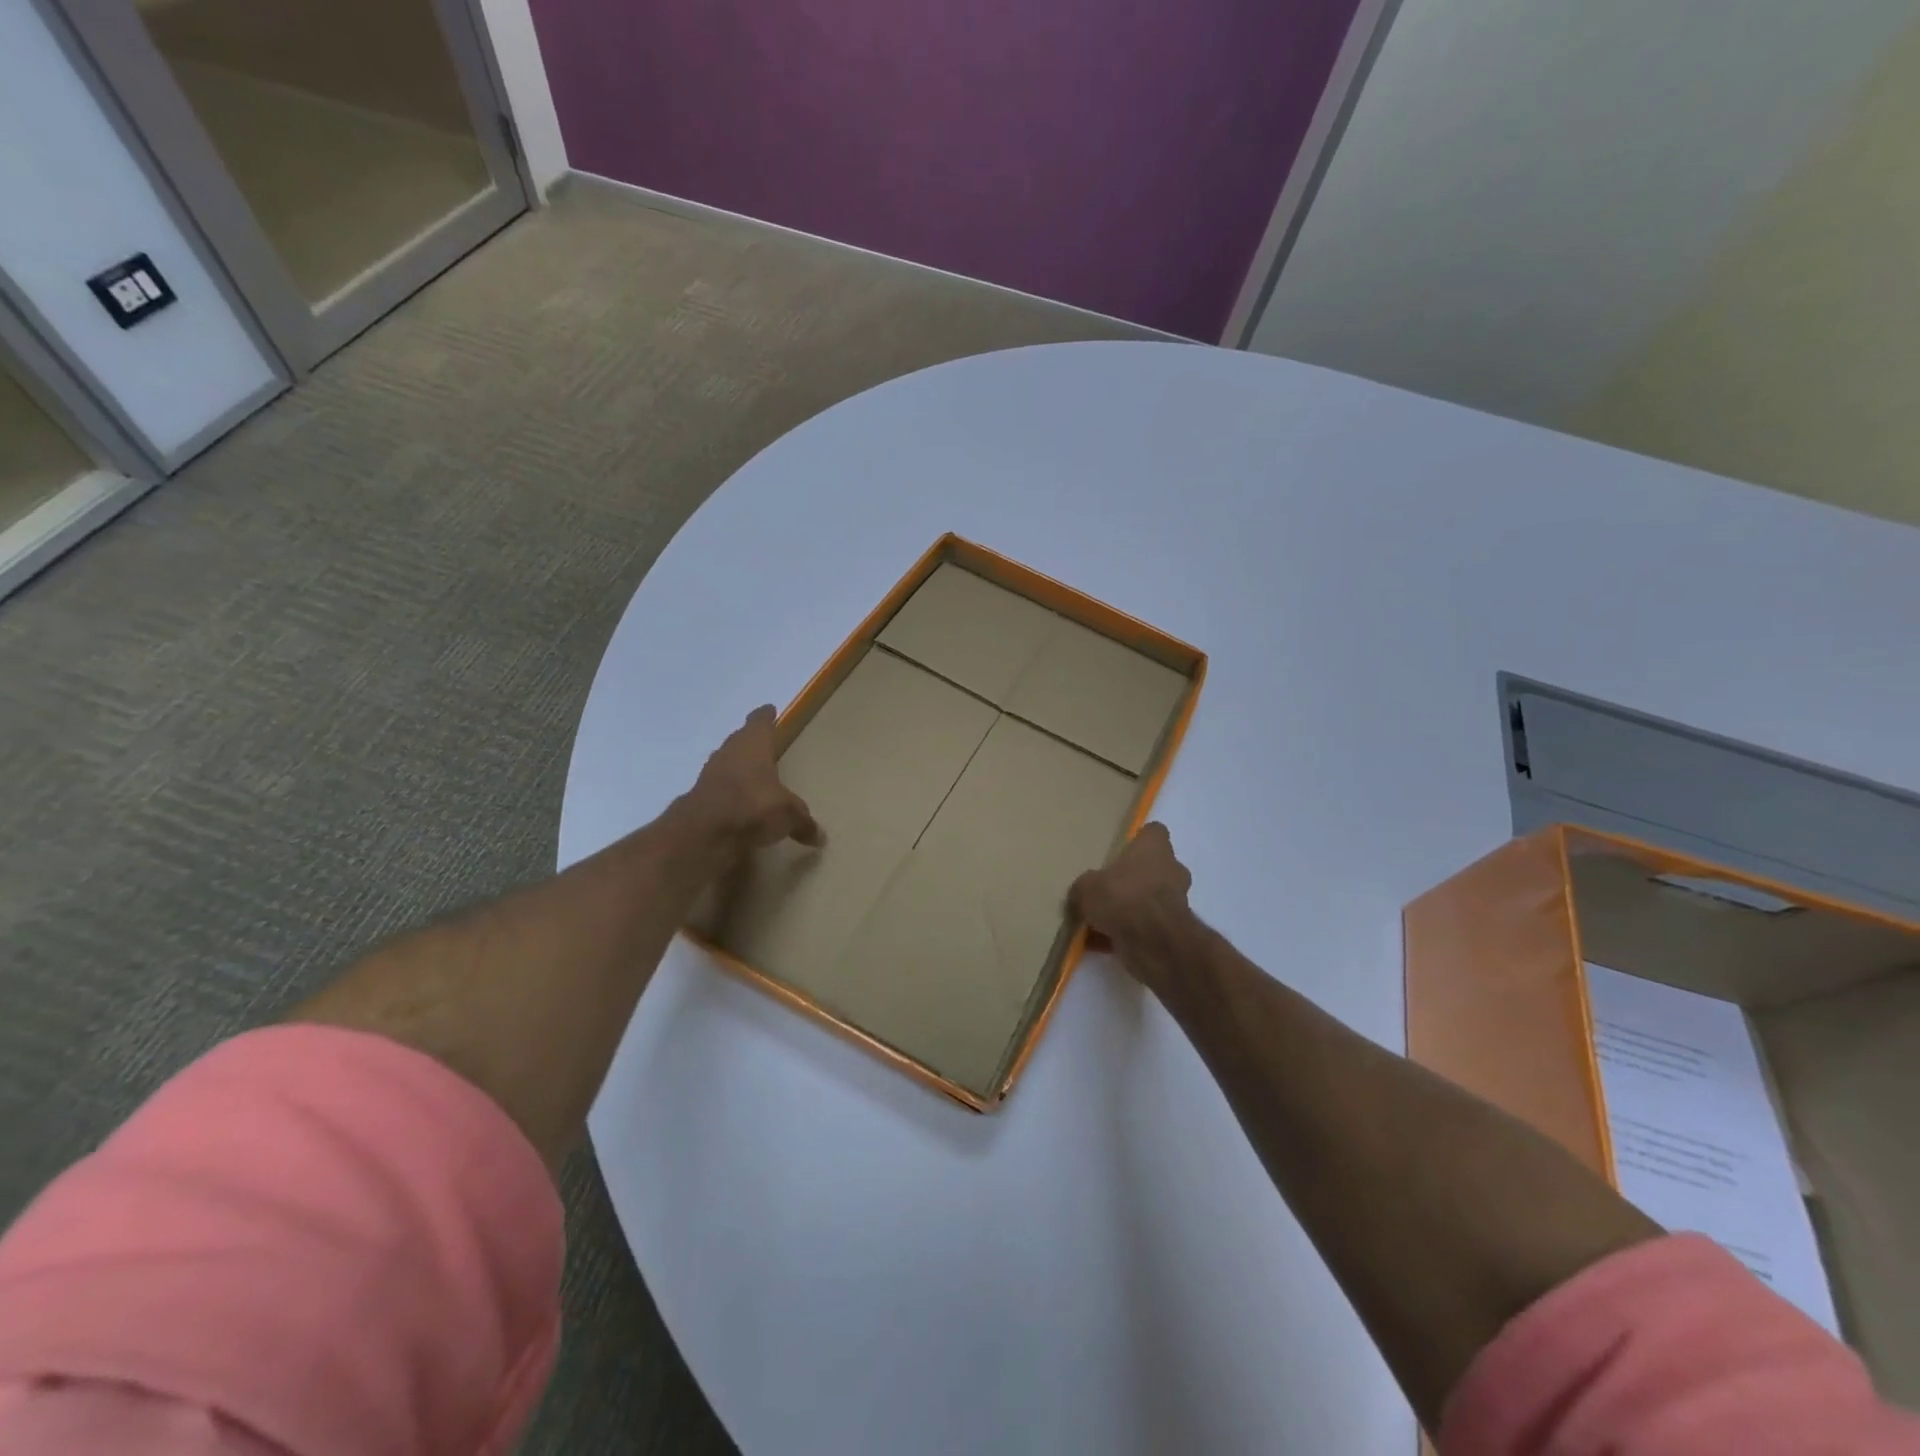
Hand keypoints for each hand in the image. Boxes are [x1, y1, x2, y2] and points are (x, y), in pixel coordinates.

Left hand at [685, 706, 821, 867]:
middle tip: (762, 745)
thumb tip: (819, 836)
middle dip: (750, 743)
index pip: (760, 723)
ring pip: (726, 765)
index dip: (765, 717)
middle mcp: (730, 753)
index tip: (769, 710)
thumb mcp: (789, 815)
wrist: (704, 832)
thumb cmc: (754, 806)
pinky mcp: (698, 798)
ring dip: (737, 769)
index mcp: (754, 744)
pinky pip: (718, 790)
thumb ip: (803, 822)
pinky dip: (728, 795)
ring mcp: (710, 775)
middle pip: (740, 741)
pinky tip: (737, 805)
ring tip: (751, 776)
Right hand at [1069, 822, 1196, 998]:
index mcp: (1154, 847)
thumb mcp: (1086, 887)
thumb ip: (1084, 887)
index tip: (1120, 851)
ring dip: (1133, 907)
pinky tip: (1104, 943)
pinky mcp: (1174, 929)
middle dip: (1134, 879)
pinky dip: (1131, 932)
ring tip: (1103, 920)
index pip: (1153, 833)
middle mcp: (1172, 869)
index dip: (1138, 841)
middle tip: (1108, 889)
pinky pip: (1148, 926)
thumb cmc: (1122, 897)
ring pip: (1151, 899)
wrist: (1153, 941)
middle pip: (1154, 867)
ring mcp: (1177, 900)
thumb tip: (1081, 893)